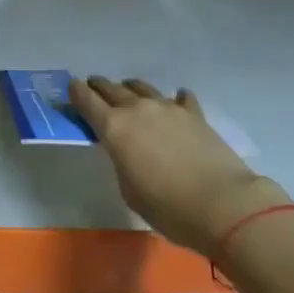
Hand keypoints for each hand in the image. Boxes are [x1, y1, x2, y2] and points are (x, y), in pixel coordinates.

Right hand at [70, 76, 290, 259]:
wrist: (222, 204)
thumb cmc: (167, 207)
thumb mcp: (129, 190)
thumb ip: (121, 161)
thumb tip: (127, 150)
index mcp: (114, 127)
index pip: (86, 100)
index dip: (76, 92)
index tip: (71, 85)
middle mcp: (137, 109)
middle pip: (112, 88)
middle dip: (99, 86)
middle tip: (93, 86)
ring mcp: (167, 107)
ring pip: (142, 88)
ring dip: (131, 89)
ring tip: (129, 92)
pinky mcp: (194, 113)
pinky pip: (179, 99)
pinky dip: (174, 100)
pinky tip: (177, 102)